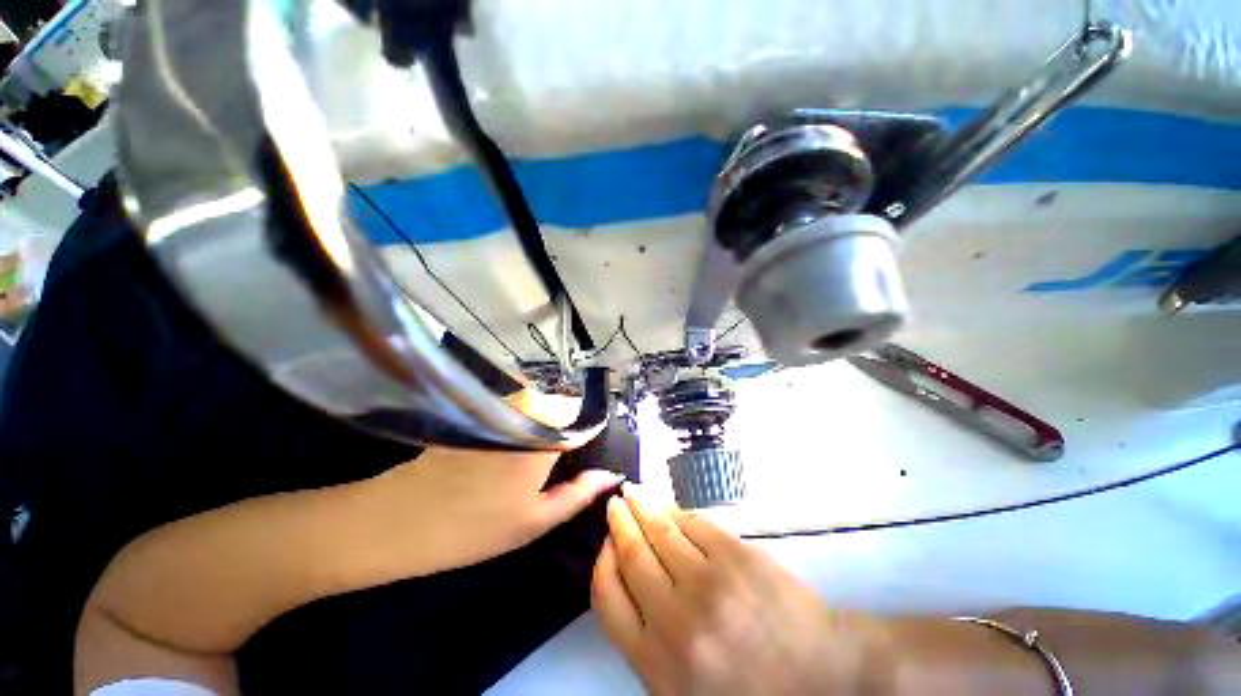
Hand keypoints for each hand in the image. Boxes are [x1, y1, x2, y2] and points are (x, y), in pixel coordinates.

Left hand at [361, 389, 621, 575]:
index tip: (588, 453)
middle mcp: (526, 408)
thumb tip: (612, 475)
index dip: (590, 433)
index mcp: (546, 433)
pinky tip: (511, 446)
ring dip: (545, 422)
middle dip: (568, 426)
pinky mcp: (481, 409)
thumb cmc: (475, 526)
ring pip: (540, 402)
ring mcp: (501, 405)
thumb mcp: (536, 519)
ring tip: (536, 455)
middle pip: (562, 405)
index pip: (584, 415)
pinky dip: (524, 419)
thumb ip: (580, 493)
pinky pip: (517, 405)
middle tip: (560, 461)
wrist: (400, 519)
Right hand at [592, 485, 894, 694]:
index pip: (608, 597)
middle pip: (632, 555)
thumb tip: (627, 578)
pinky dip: (679, 513)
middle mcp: (677, 620)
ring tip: (635, 493)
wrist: (822, 675)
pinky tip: (674, 510)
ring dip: (644, 506)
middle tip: (616, 504)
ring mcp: (709, 582)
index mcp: (657, 662)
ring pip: (662, 530)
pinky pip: (695, 523)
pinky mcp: (737, 556)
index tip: (606, 543)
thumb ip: (648, 641)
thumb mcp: (683, 687)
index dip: (603, 561)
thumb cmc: (749, 687)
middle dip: (620, 523)